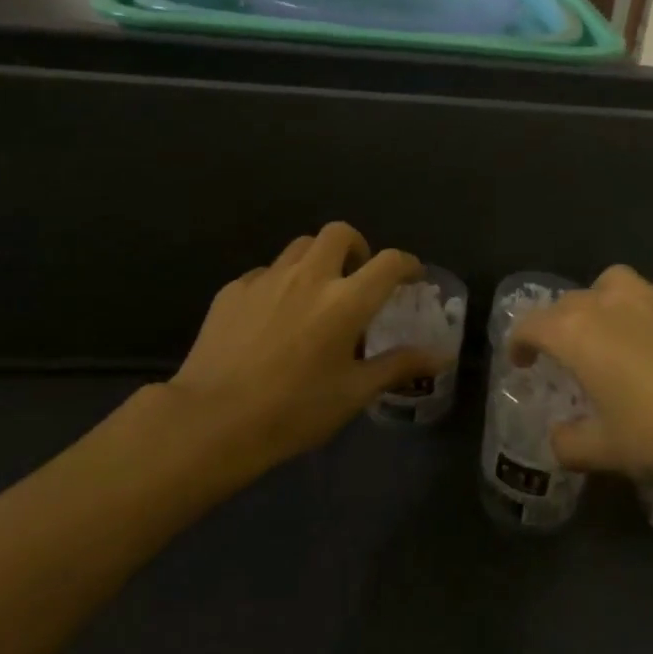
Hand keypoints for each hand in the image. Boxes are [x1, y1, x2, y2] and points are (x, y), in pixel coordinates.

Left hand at [169, 223, 449, 471]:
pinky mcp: (234, 289)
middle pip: (340, 233)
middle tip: (357, 277)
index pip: (390, 262)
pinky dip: (280, 284)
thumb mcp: (354, 393)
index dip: (407, 264)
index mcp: (346, 301)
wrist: (211, 420)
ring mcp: (268, 279)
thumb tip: (440, 358)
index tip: (411, 276)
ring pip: (300, 246)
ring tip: (316, 294)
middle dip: (357, 247)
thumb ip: (398, 366)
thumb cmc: (293, 411)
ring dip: (318, 260)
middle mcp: (310, 277)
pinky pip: (266, 272)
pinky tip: (273, 317)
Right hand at [510, 265, 652, 489]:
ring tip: (613, 338)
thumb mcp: (610, 451)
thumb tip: (558, 440)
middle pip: (569, 303)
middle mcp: (609, 300)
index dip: (519, 343)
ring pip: (612, 288)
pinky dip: (645, 312)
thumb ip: (572, 445)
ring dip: (602, 308)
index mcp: (577, 331)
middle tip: (567, 358)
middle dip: (559, 327)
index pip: (531, 325)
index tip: (521, 363)